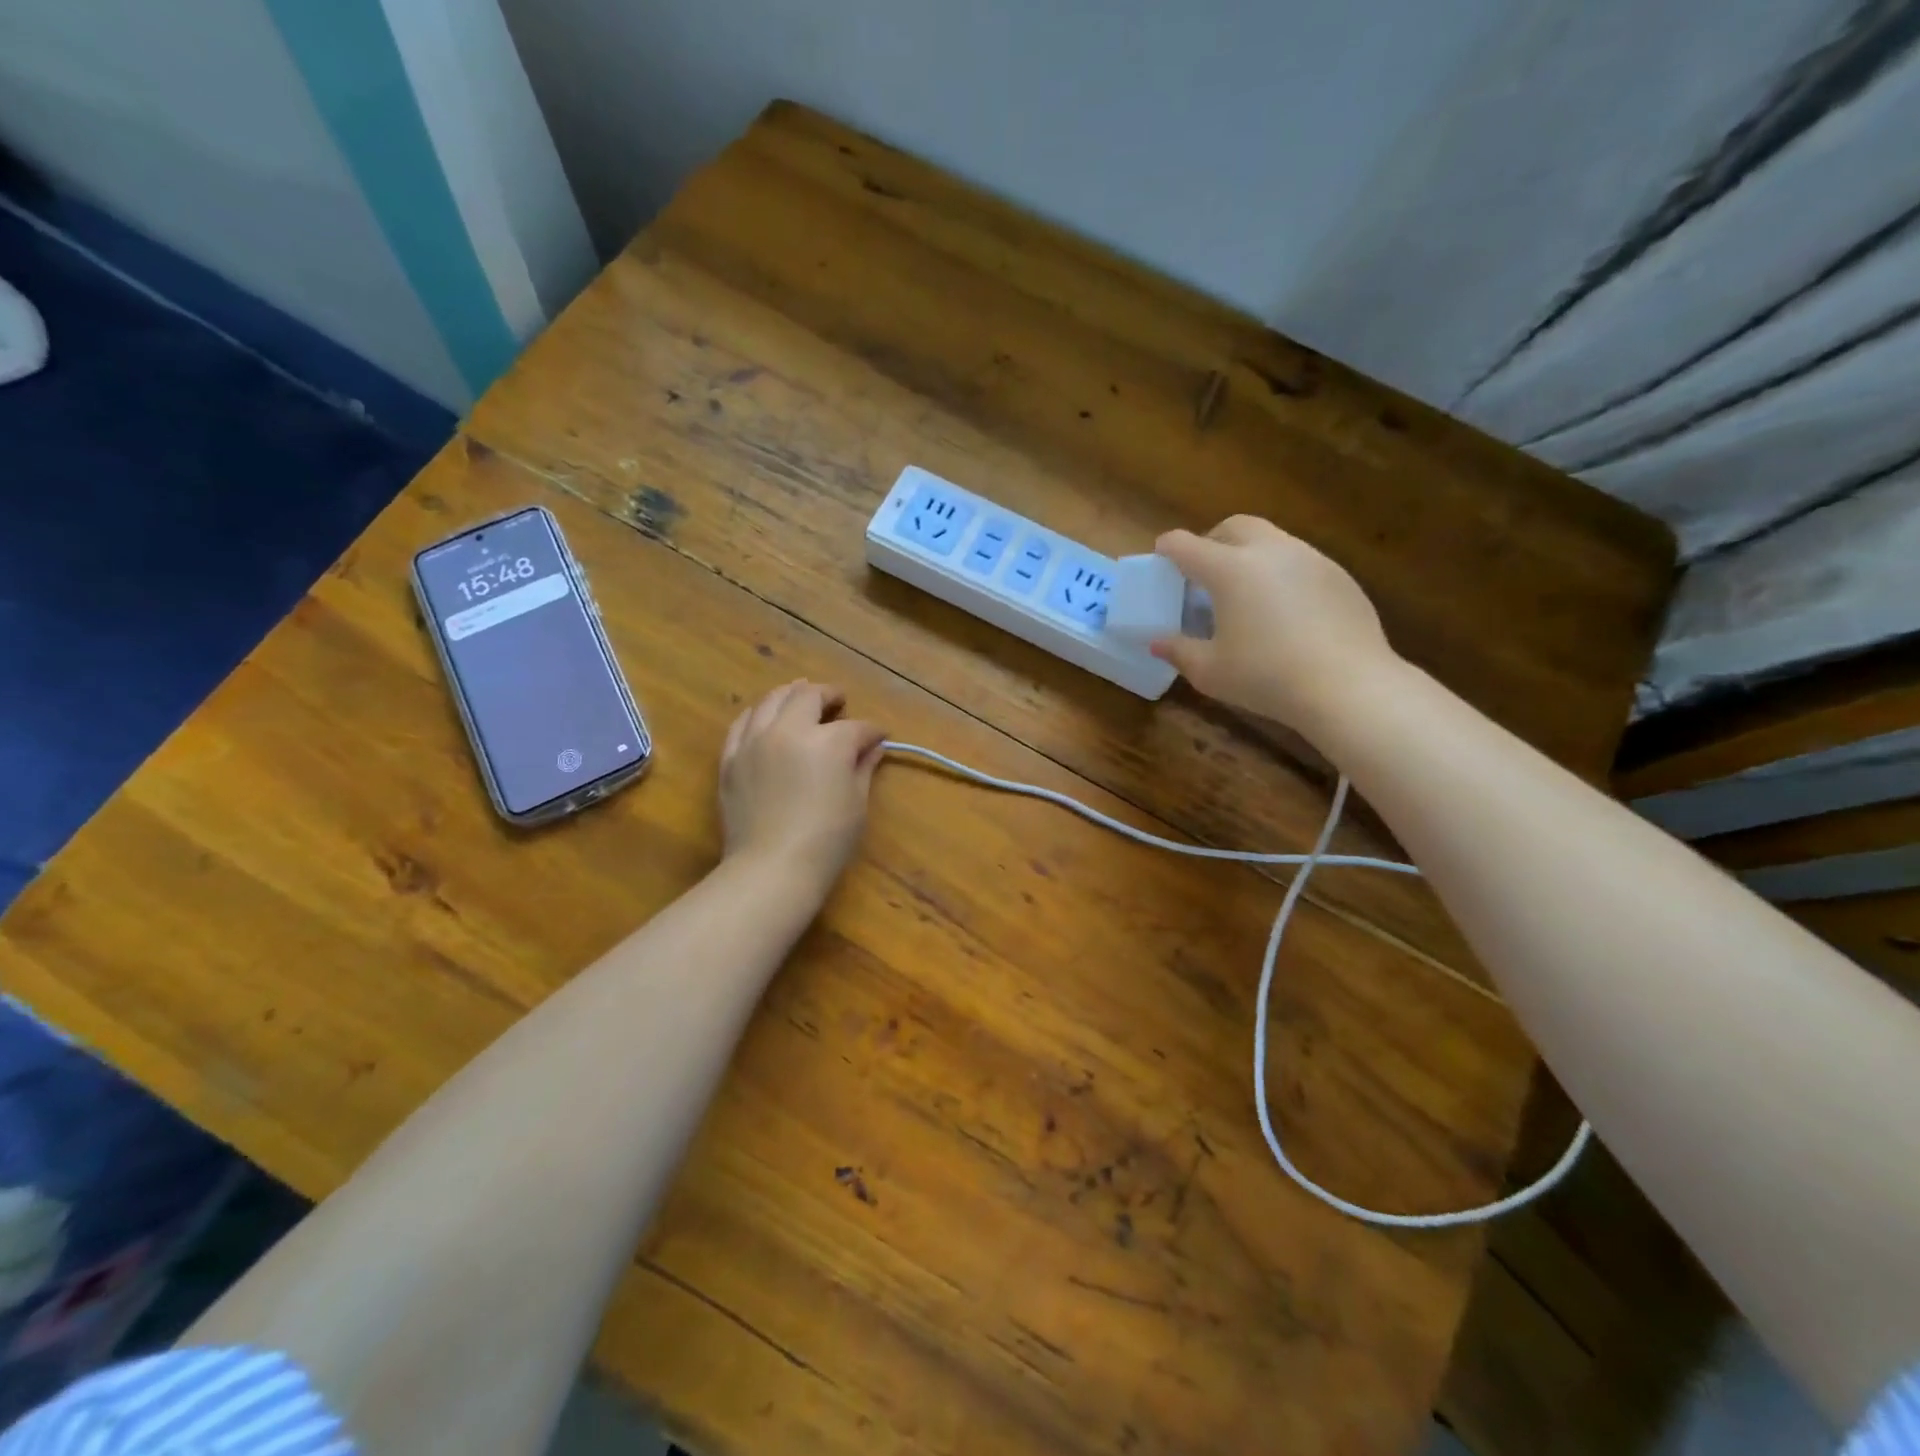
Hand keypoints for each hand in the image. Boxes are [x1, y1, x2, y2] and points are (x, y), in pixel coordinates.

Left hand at [720, 681, 886, 892]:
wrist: (771, 868)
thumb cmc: (826, 840)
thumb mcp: (856, 803)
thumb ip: (863, 767)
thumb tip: (873, 747)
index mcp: (828, 741)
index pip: (856, 727)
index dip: (872, 731)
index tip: (880, 736)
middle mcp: (789, 730)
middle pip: (809, 697)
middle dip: (829, 695)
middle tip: (839, 701)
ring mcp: (755, 741)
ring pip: (772, 700)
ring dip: (792, 695)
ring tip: (802, 697)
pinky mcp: (731, 758)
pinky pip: (742, 723)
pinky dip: (758, 714)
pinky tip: (764, 717)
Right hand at [1151, 517, 1397, 727]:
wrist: (1348, 686)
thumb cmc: (1266, 677)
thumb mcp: (1210, 672)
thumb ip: (1179, 651)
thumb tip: (1157, 643)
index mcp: (1229, 569)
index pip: (1186, 545)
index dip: (1167, 549)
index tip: (1161, 559)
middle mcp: (1269, 551)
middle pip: (1233, 526)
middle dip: (1212, 541)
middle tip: (1204, 572)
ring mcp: (1310, 558)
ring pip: (1271, 540)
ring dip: (1249, 555)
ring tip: (1245, 593)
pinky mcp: (1339, 575)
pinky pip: (1300, 562)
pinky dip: (1281, 574)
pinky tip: (1285, 611)